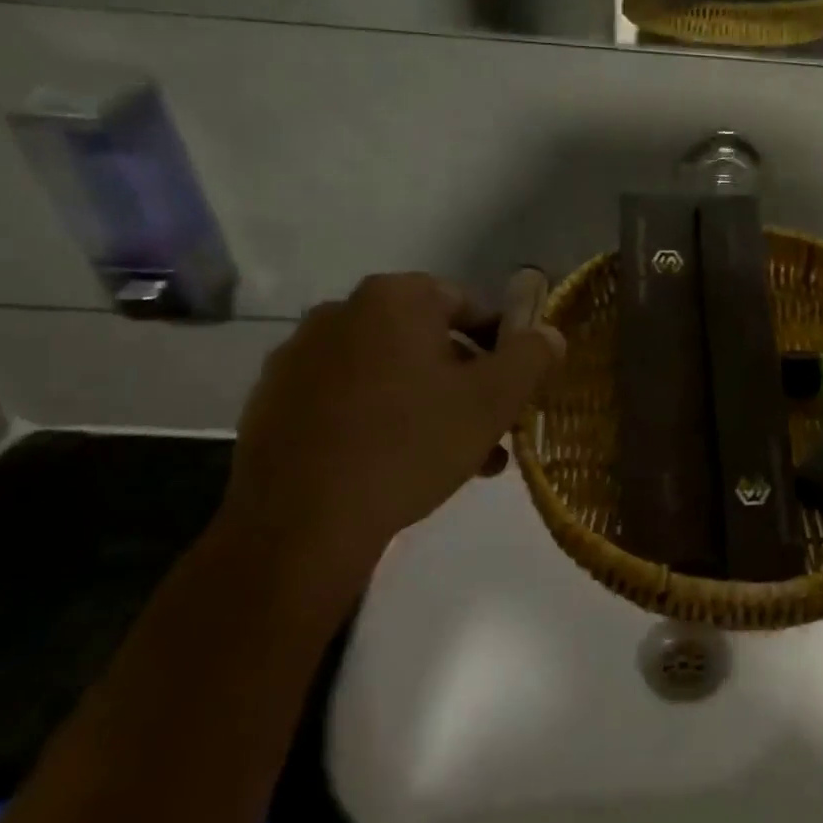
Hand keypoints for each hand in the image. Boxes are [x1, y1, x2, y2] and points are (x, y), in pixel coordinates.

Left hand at [222, 273, 563, 604]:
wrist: (300, 523)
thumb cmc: (410, 444)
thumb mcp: (493, 400)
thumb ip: (531, 357)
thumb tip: (550, 333)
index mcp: (394, 299)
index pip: (467, 304)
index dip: (501, 343)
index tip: (515, 387)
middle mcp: (341, 312)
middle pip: (427, 342)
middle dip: (466, 383)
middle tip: (491, 429)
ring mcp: (299, 357)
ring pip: (389, 374)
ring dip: (429, 406)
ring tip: (458, 460)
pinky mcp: (273, 402)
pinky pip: (347, 400)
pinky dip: (380, 420)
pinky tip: (400, 466)